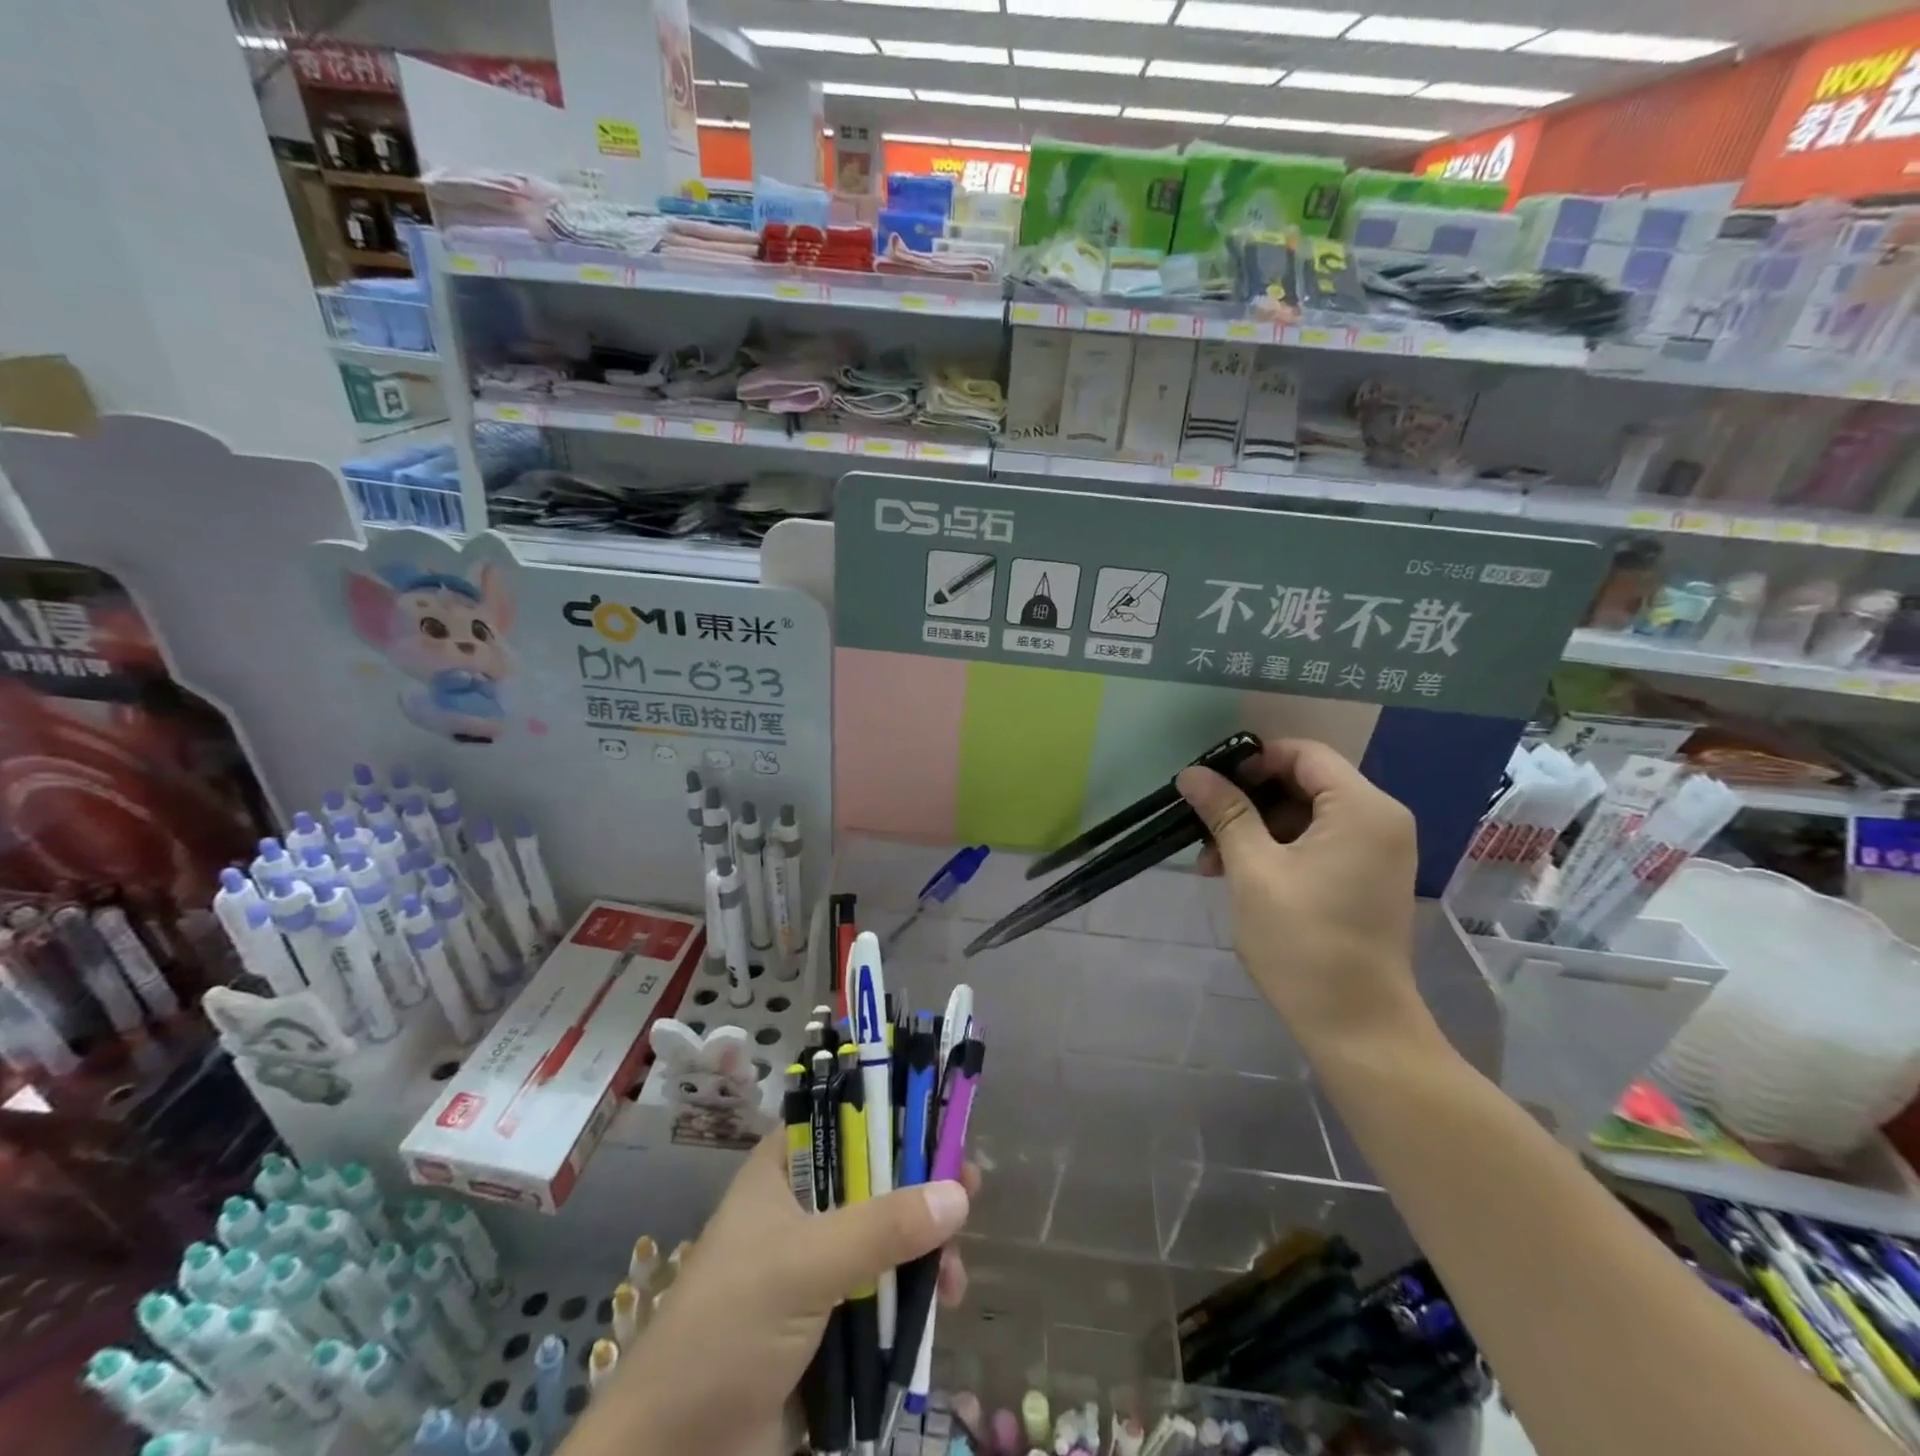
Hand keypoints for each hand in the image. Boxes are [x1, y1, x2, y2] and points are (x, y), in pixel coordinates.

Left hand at [574, 1136, 976, 1455]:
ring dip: (925, 1248)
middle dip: (922, 1189)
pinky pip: (882, 1287)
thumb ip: (883, 1228)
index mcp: (784, 1170)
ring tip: (953, 1278)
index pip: (847, 1117)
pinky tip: (938, 1307)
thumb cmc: (729, 1330)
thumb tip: (960, 1194)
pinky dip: (912, 1293)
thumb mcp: (806, 1266)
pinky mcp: (828, 1317)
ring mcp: (815, 1263)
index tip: (944, 1130)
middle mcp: (802, 1206)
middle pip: (876, 1176)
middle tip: (969, 1193)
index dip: (896, 1115)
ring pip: (885, 1234)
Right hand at [1179, 737, 1434, 1055]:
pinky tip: (1239, 875)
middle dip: (1249, 802)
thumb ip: (1225, 813)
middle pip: (1305, 784)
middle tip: (1203, 827)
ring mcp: (1377, 851)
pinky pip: (1319, 843)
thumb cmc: (1302, 941)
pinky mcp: (1368, 877)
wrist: (1356, 1025)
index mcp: (1362, 809)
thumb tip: (1192, 773)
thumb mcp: (1253, 870)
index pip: (1303, 754)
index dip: (1253, 761)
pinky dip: (1279, 850)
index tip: (1210, 785)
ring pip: (1306, 816)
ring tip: (1211, 863)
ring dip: (1257, 830)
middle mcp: (1380, 820)